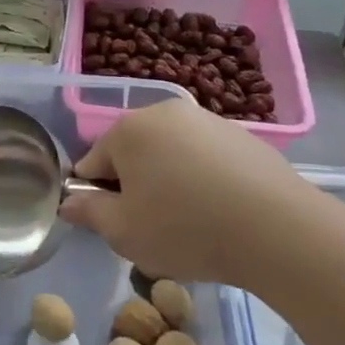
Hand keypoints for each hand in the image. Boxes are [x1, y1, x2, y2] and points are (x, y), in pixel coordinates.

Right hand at [63, 98, 310, 287]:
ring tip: (191, 223)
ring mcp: (207, 119)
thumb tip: (68, 202)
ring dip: (170, 180)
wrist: (276, 229)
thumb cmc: (185, 228)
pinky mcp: (241, 135)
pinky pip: (206, 157)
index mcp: (128, 130)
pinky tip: (222, 212)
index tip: (115, 225)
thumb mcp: (124, 232)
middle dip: (136, 185)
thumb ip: (90, 213)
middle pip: (133, 152)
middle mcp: (164, 112)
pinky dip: (204, 179)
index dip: (97, 196)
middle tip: (152, 227)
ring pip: (171, 153)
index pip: (93, 162)